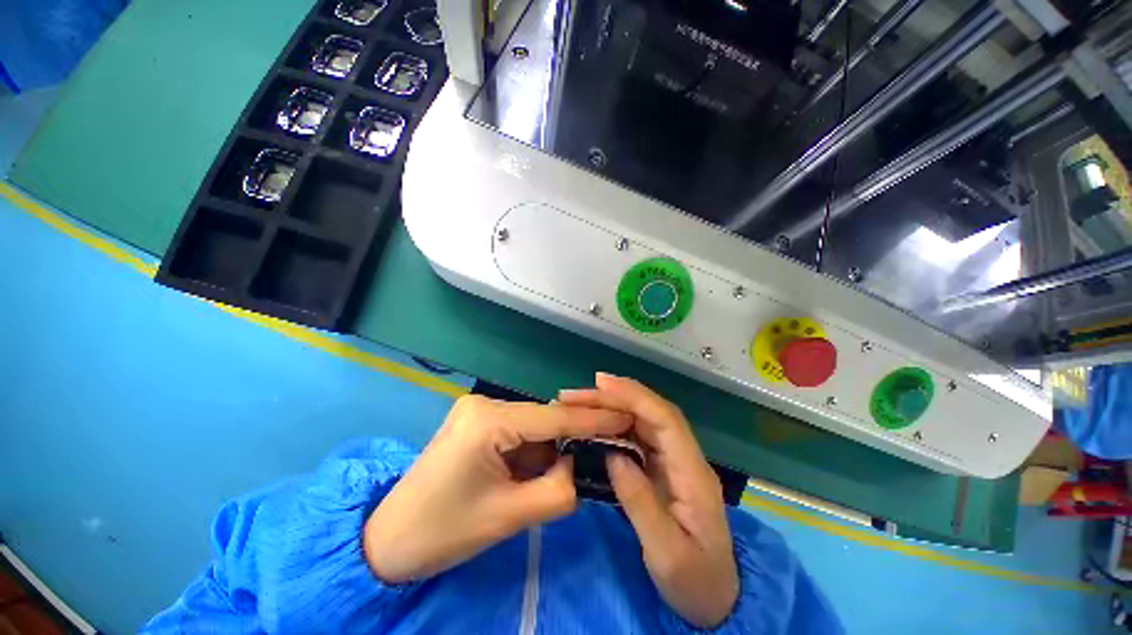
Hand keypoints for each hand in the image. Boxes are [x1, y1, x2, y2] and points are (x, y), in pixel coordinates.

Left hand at [364, 395, 631, 582]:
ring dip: (555, 444)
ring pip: (534, 424)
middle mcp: (485, 403)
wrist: (388, 540)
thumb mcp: (510, 515)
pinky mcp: (477, 421)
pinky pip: (519, 430)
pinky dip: (536, 448)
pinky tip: (546, 464)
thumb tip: (582, 465)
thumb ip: (559, 488)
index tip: (626, 418)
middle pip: (545, 418)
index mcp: (489, 420)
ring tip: (581, 461)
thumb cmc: (443, 532)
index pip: (554, 417)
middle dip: (576, 434)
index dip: (593, 420)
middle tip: (611, 443)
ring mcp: (479, 409)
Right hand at [559, 374, 738, 627]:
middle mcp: (685, 457)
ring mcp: (674, 461)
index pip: (665, 419)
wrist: (717, 600)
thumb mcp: (666, 554)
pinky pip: (638, 436)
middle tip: (575, 394)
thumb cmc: (695, 581)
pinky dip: (615, 425)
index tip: (601, 385)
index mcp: (693, 473)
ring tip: (579, 403)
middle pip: (651, 412)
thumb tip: (613, 455)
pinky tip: (595, 424)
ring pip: (643, 421)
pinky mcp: (663, 467)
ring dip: (612, 407)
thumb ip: (639, 502)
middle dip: (615, 396)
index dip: (634, 396)